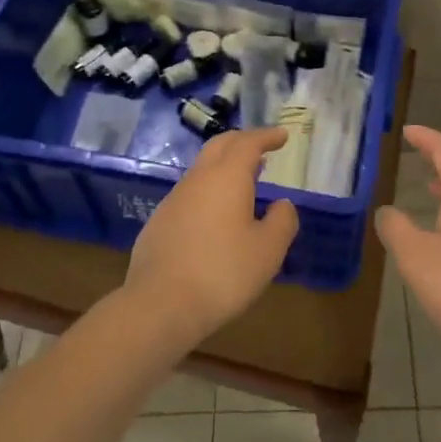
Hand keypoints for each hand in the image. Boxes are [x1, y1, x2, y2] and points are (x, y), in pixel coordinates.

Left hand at [125, 127, 298, 350]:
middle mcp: (198, 179)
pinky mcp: (158, 222)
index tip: (282, 136)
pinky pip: (189, 193)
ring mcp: (174, 199)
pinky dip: (208, 191)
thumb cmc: (222, 273)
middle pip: (220, 146)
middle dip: (242, 141)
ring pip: (202, 169)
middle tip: (261, 149)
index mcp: (227, 177)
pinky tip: (214, 216)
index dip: (267, 136)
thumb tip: (282, 204)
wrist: (159, 305)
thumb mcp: (267, 251)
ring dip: (224, 167)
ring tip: (243, 182)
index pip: (248, 143)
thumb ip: (282, 221)